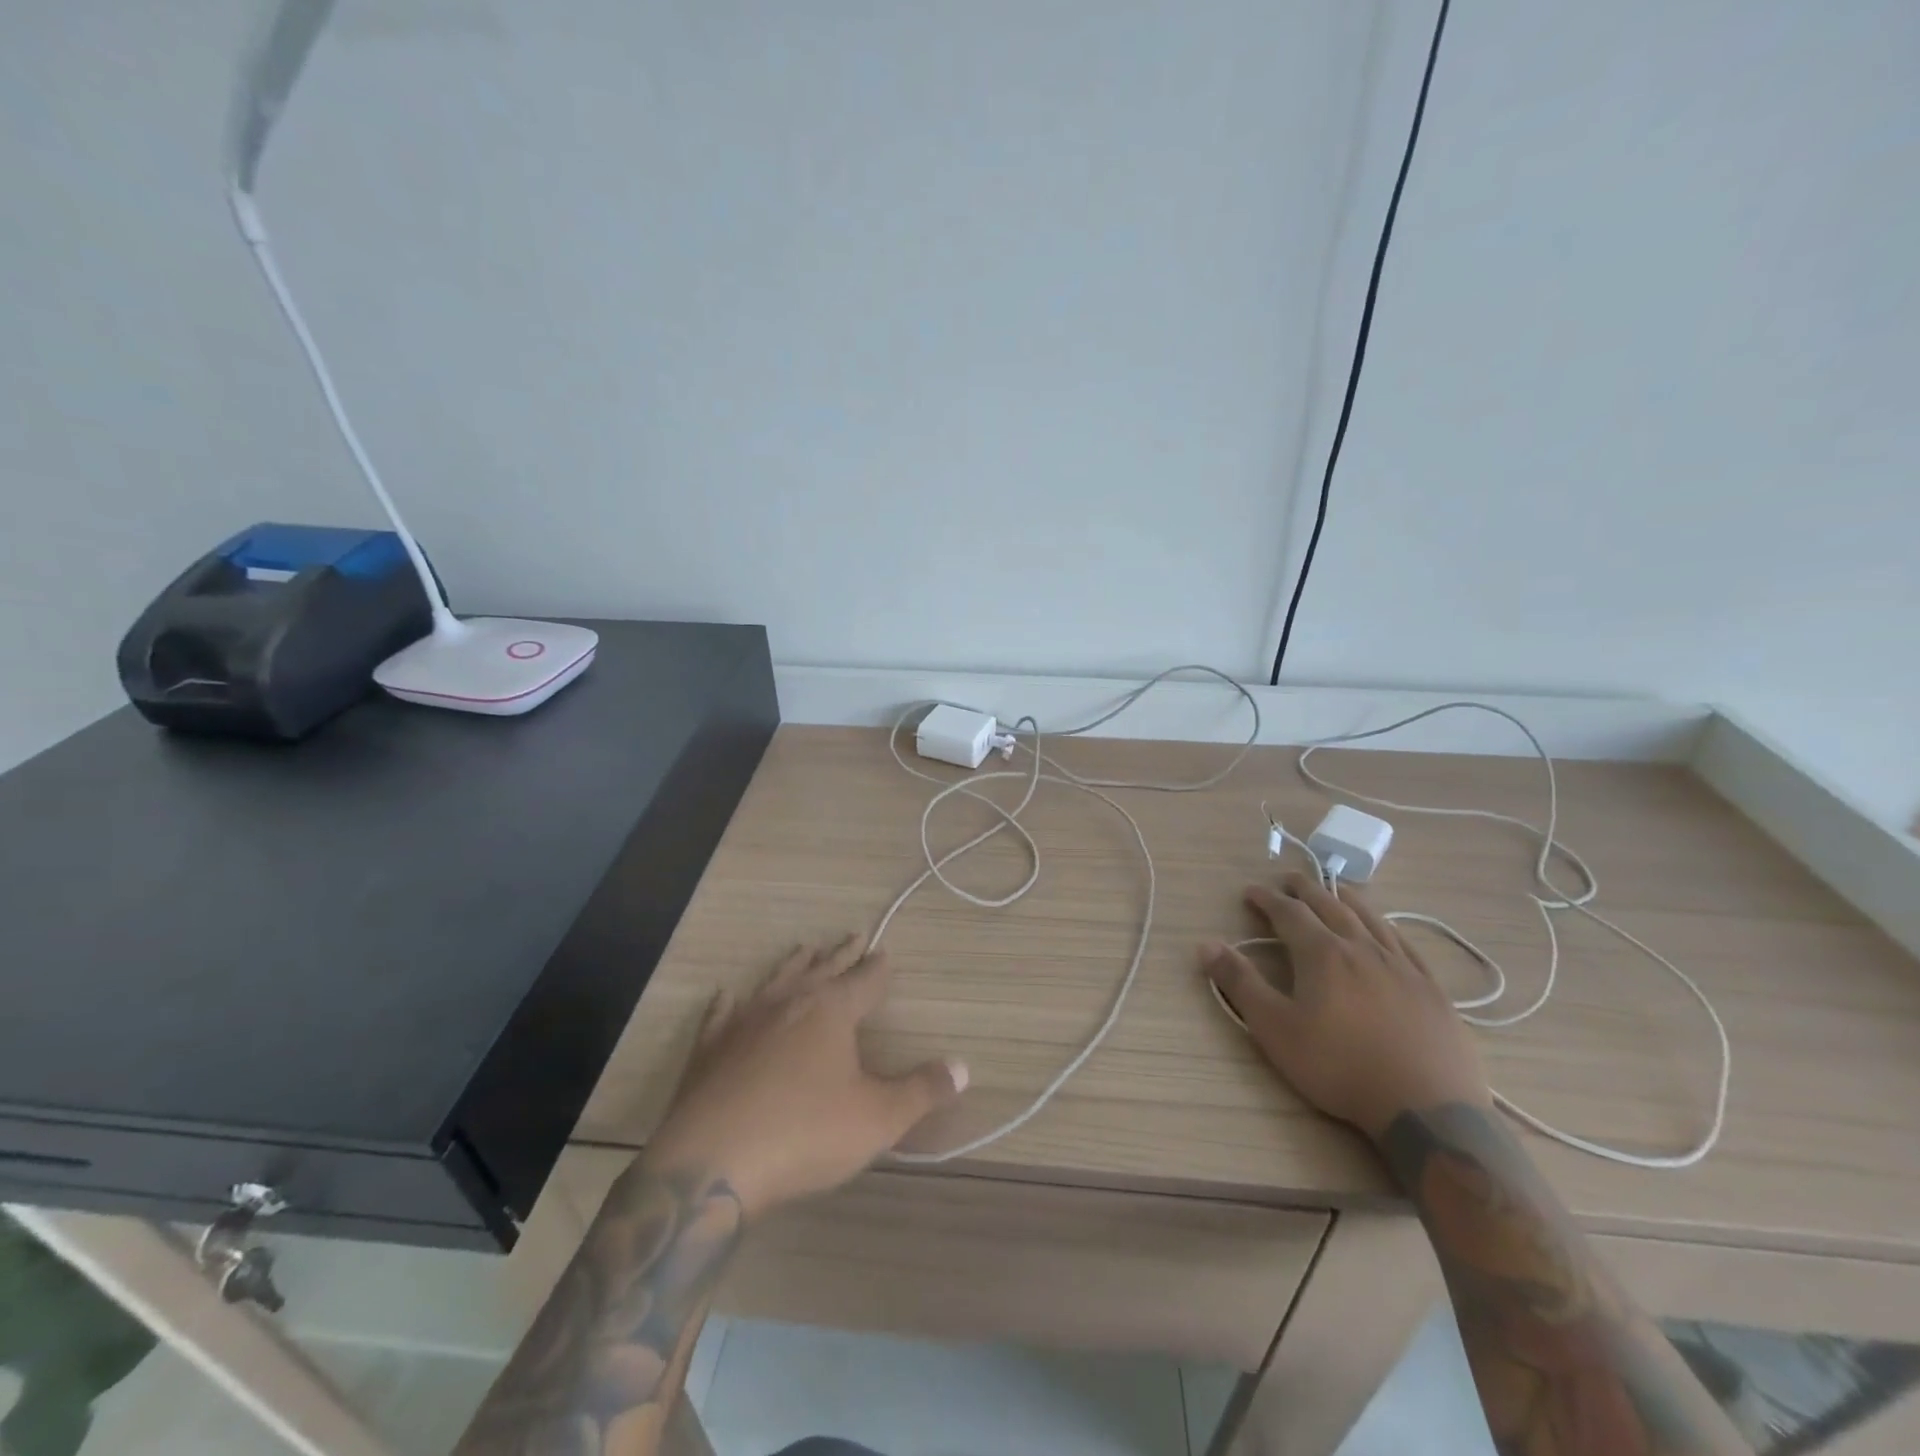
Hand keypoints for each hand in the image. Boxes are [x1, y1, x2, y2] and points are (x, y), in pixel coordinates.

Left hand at [643, 936, 967, 1217]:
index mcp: (831, 1011)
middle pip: (822, 969)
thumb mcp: (877, 1118)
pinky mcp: (709, 1047)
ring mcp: (744, 1021)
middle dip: (841, 954)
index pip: (864, 980)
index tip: (885, 952)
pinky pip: (722, 1013)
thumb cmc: (805, 1134)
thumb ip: (921, 1091)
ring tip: (805, 949)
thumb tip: (963, 1068)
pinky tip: (727, 995)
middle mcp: (788, 1003)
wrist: (711, 1164)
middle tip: (853, 936)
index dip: (878, 968)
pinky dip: (729, 1002)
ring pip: (776, 980)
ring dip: (794, 964)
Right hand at [1201, 872, 1490, 1141]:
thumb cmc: (1340, 1067)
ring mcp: (1401, 966)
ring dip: (1346, 899)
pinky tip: (1385, 929)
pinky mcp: (1431, 988)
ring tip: (1335, 889)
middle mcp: (1361, 948)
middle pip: (1330, 905)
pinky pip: (1404, 943)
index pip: (1289, 913)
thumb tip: (1206, 944)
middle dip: (1305, 889)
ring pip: (1370, 918)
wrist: (1427, 1108)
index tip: (1251, 892)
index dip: (1267, 899)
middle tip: (1289, 879)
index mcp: (1322, 954)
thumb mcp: (1276, 1029)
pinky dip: (1386, 926)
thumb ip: (1240, 984)